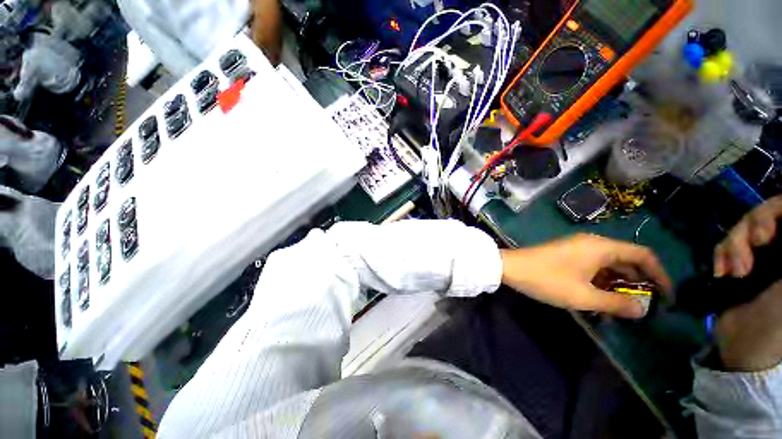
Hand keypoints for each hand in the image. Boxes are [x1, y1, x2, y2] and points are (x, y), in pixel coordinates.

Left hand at [500, 234, 671, 318]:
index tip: (668, 296)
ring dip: (619, 283)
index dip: (660, 274)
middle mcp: (592, 243)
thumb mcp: (583, 296)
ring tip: (625, 307)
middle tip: (647, 305)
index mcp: (601, 247)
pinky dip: (602, 280)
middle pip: (627, 259)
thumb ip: (616, 303)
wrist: (510, 268)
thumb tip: (643, 310)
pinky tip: (602, 298)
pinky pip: (593, 266)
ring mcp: (577, 247)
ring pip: (609, 264)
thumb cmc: (547, 280)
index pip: (643, 255)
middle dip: (639, 281)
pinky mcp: (567, 254)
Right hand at [711, 196, 781, 370]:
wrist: (744, 343)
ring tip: (733, 271)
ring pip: (743, 226)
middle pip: (767, 212)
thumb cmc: (777, 319)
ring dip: (733, 245)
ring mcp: (761, 254)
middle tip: (754, 244)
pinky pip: (726, 243)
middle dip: (752, 226)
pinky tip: (722, 272)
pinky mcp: (739, 262)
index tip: (765, 231)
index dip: (775, 209)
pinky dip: (721, 254)